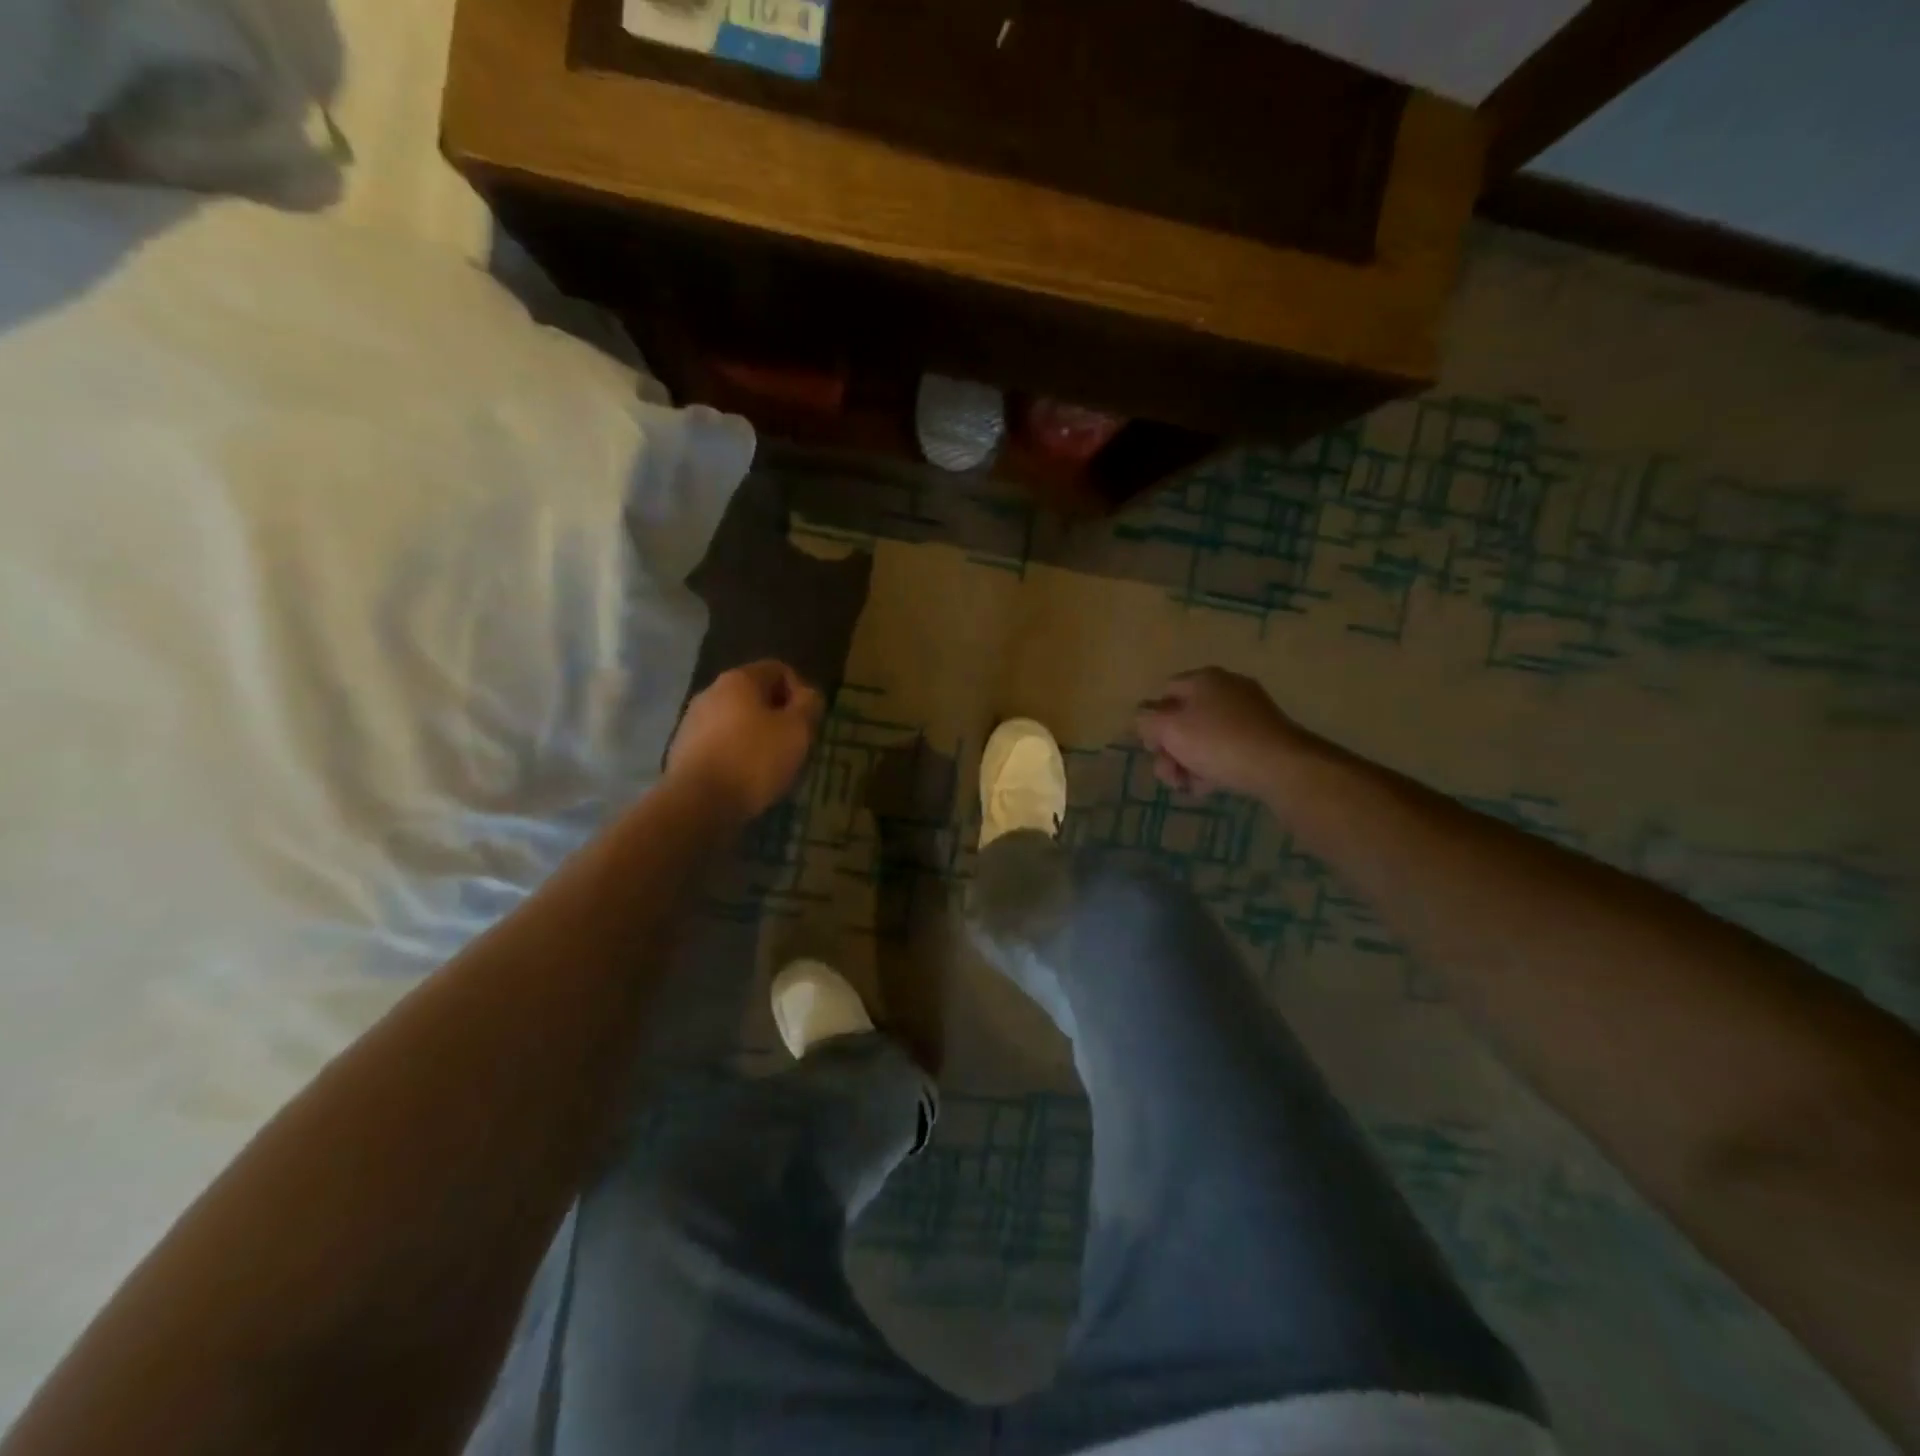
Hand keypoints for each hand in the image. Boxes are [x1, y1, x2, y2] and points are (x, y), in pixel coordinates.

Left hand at [667, 661, 823, 821]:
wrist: (697, 804)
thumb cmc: (754, 759)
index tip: (808, 722)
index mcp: (739, 679)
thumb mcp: (797, 731)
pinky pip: (720, 743)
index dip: (800, 691)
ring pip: (736, 721)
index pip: (778, 670)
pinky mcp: (683, 750)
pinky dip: (737, 754)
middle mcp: (711, 692)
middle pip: (755, 695)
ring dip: (757, 736)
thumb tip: (808, 694)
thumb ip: (809, 705)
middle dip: (778, 716)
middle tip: (794, 745)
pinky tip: (745, 778)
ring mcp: (692, 721)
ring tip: (771, 765)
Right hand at [1136, 667, 1302, 798]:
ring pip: (1204, 737)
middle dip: (1170, 748)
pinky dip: (1214, 765)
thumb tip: (1144, 717)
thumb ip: (1146, 719)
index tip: (1153, 747)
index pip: (1165, 692)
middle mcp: (1226, 689)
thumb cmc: (1217, 742)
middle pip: (1184, 718)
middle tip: (1170, 774)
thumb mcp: (1169, 728)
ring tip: (1189, 785)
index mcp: (1202, 679)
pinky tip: (1210, 786)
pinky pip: (1227, 748)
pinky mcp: (1263, 736)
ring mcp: (1248, 712)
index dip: (1152, 720)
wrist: (1280, 765)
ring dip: (1189, 762)